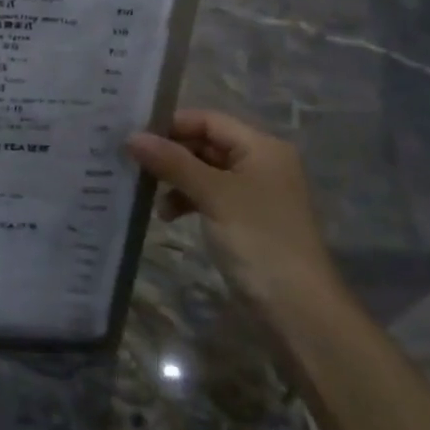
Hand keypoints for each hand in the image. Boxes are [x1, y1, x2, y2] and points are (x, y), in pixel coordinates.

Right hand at [127, 109, 340, 311]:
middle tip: (133, 163)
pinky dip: (187, 200)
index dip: (172, 125)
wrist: (298, 309)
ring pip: (204, 171)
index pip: (208, 120)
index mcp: (262, 147)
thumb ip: (172, 162)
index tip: (134, 136)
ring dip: (176, 179)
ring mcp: (254, 193)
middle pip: (206, 144)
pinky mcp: (246, 220)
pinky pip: (209, 196)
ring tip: (148, 195)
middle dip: (170, 153)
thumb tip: (131, 136)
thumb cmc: (258, 239)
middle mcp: (260, 163)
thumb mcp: (212, 195)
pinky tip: (167, 214)